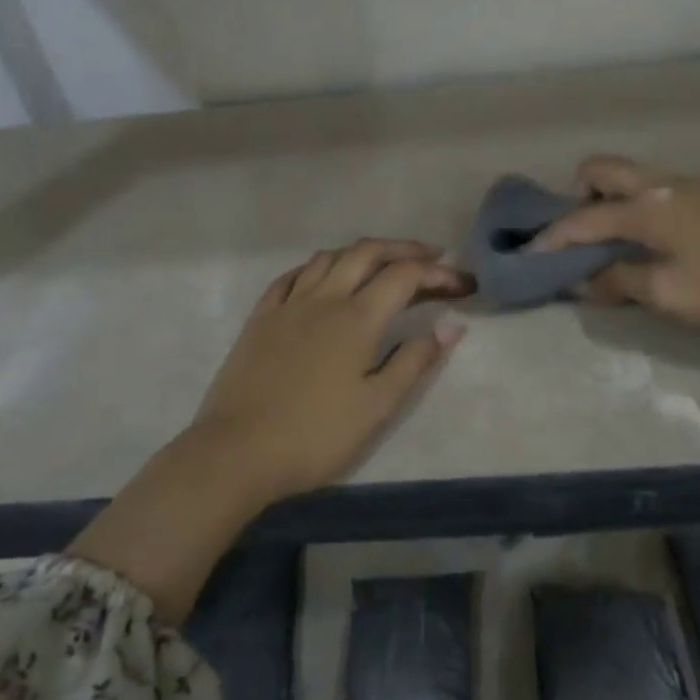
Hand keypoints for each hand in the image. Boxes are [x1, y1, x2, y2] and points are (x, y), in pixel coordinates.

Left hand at [188, 239, 469, 500]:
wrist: (237, 451)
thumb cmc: (315, 435)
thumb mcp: (377, 406)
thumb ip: (415, 362)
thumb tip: (451, 327)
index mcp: (357, 318)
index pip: (404, 276)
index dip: (437, 273)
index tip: (462, 283)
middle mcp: (323, 298)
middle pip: (366, 252)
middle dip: (403, 249)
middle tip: (430, 257)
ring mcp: (287, 305)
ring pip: (328, 258)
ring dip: (361, 252)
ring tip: (381, 264)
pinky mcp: (260, 318)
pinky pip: (291, 276)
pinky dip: (317, 267)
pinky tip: (322, 277)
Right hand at [528, 156, 699, 338]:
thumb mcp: (668, 297)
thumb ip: (618, 282)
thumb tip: (582, 280)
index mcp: (650, 207)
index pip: (584, 218)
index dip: (552, 238)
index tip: (530, 254)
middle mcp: (669, 183)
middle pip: (605, 168)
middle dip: (579, 195)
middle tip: (582, 234)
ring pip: (641, 178)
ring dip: (618, 202)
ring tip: (624, 243)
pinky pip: (672, 190)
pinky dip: (653, 209)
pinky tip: (674, 244)